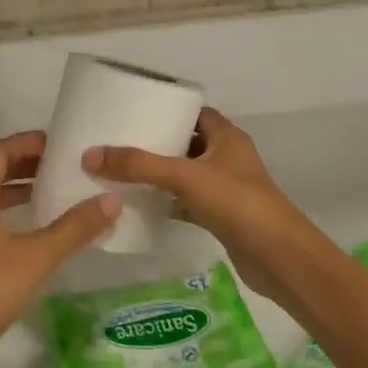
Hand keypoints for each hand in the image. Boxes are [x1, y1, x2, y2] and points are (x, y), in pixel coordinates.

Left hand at [0, 131, 118, 367]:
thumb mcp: (36, 257)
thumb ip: (74, 228)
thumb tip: (111, 200)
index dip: (25, 142)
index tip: (58, 145)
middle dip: (25, 164)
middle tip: (62, 167)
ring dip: (17, 191)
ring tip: (53, 195)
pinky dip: (9, 216)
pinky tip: (33, 235)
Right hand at [82, 108, 317, 308]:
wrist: (278, 257)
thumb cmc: (237, 203)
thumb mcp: (184, 176)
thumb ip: (139, 165)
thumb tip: (90, 154)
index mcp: (227, 137)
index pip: (194, 113)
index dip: (167, 110)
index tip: (133, 112)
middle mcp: (227, 158)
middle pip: (186, 143)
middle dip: (155, 143)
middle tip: (117, 143)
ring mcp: (224, 189)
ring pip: (184, 174)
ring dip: (158, 175)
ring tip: (119, 172)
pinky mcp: (220, 216)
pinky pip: (185, 202)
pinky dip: (166, 203)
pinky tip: (139, 206)